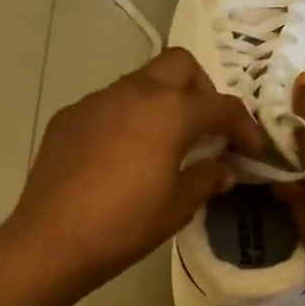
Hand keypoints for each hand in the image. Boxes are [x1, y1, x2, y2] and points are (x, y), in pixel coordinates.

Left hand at [9, 48, 265, 290]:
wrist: (51, 240)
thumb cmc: (125, 224)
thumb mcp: (178, 206)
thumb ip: (207, 178)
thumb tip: (224, 169)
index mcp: (169, 111)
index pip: (221, 106)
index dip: (245, 126)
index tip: (253, 149)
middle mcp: (134, 93)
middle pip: (179, 65)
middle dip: (202, 89)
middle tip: (206, 127)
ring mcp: (97, 101)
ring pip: (141, 81)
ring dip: (162, 101)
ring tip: (164, 142)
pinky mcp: (69, 116)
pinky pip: (109, 104)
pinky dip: (127, 117)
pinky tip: (122, 155)